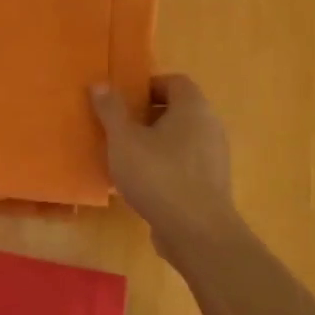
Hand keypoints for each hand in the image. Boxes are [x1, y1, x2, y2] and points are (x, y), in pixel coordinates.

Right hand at [90, 74, 238, 251]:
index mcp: (193, 107)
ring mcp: (214, 157)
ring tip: (127, 158)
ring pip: (181, 139)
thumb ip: (111, 111)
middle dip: (148, 116)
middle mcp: (210, 126)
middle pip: (178, 110)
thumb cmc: (158, 175)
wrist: (197, 231)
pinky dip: (166, 166)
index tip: (123, 103)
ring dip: (155, 143)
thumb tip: (100, 84)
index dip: (147, 87)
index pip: (174, 82)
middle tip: (120, 129)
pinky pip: (185, 164)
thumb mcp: (124, 140)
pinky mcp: (211, 184)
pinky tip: (143, 184)